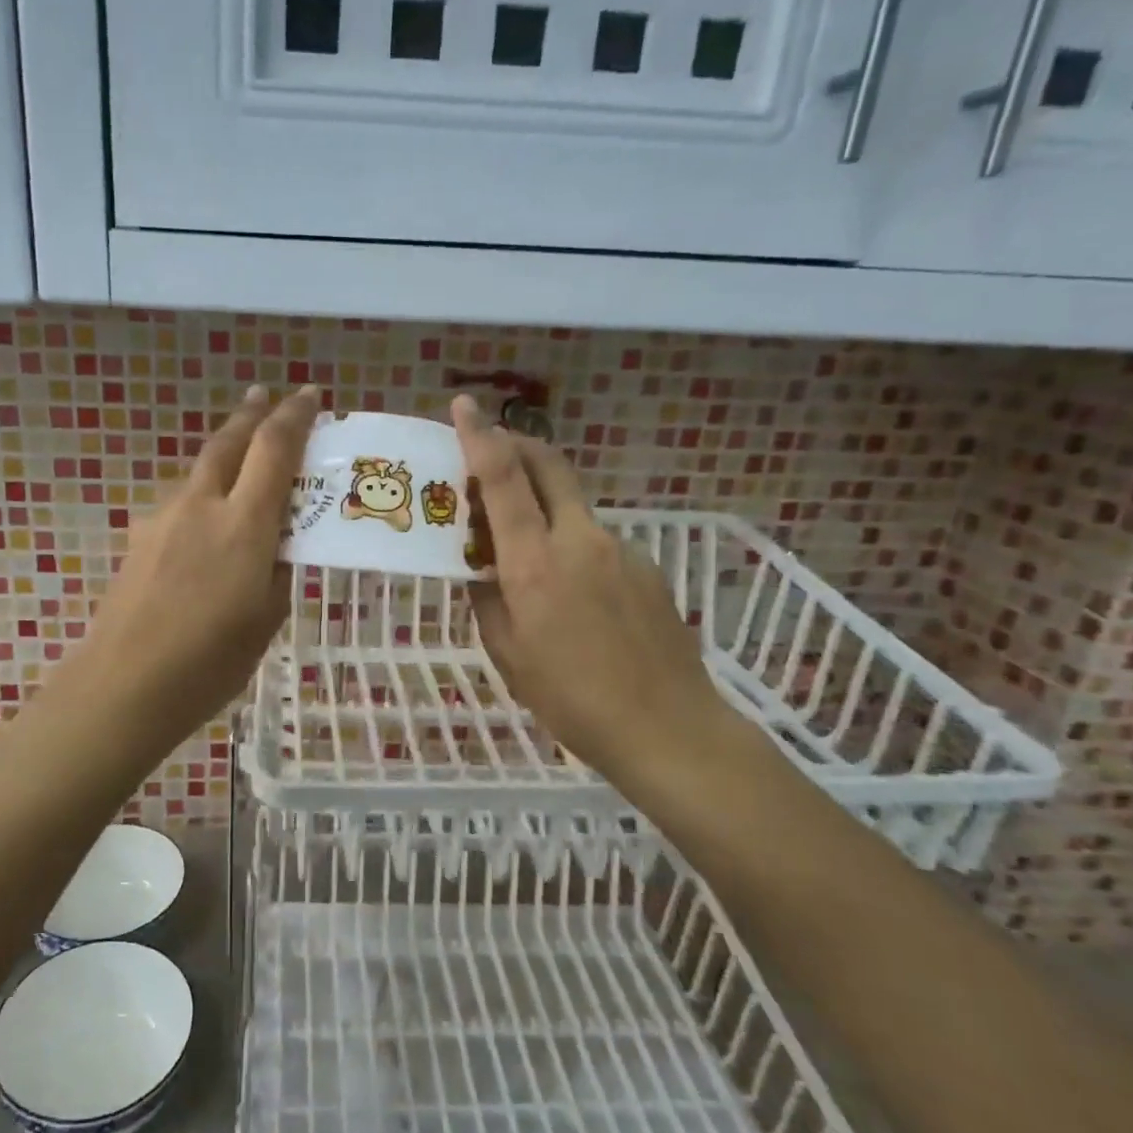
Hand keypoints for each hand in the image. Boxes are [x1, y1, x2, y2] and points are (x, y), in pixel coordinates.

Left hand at [74, 385, 321, 743]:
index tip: (311, 395)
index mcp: (244, 524)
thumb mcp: (267, 617)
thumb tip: (278, 543)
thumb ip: (278, 568)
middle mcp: (202, 505)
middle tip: (267, 395)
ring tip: (240, 452)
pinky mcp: (140, 537)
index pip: (274, 448)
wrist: (125, 684)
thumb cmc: (210, 661)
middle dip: (251, 413)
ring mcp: (164, 518)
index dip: (295, 416)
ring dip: (224, 451)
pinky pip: (180, 499)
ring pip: (200, 469)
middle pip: (228, 442)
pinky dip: (201, 490)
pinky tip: (204, 515)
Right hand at [451, 395, 741, 789]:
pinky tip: (567, 588)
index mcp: (535, 563)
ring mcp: (619, 549)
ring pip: (571, 502)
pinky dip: (567, 538)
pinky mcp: (644, 566)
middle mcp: (579, 540)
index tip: (464, 405)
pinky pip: (594, 537)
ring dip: (540, 499)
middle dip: (516, 444)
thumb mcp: (508, 655)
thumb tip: (480, 573)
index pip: (504, 479)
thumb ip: (487, 602)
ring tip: (519, 541)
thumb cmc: (572, 699)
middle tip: (488, 453)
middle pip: (549, 465)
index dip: (481, 436)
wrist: (668, 728)